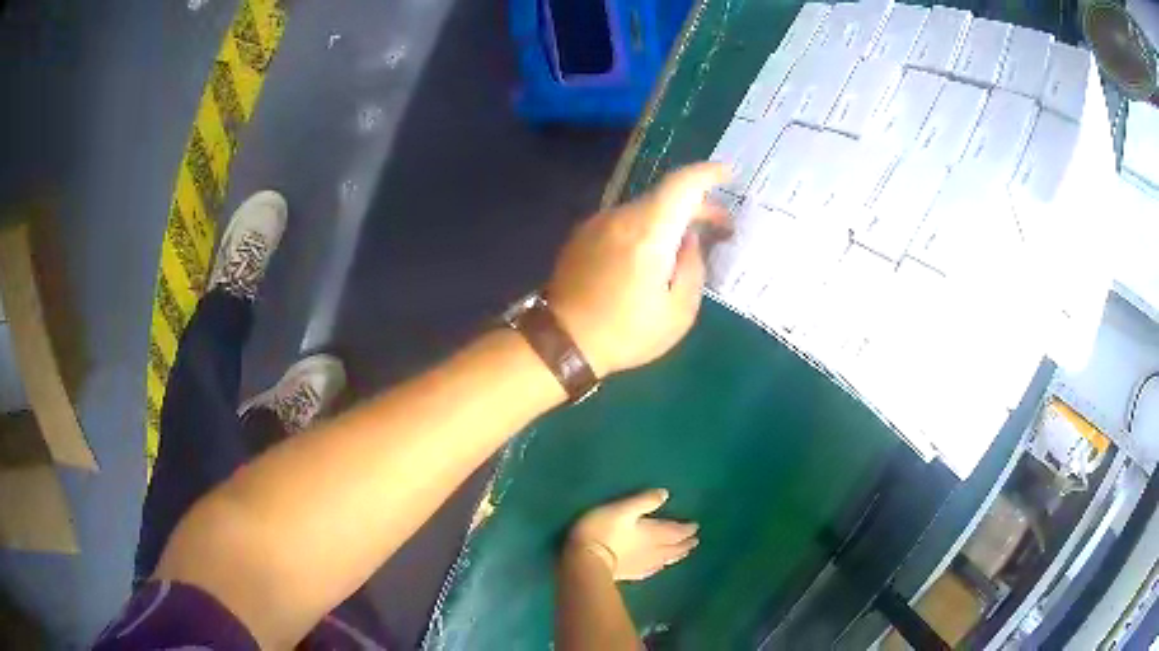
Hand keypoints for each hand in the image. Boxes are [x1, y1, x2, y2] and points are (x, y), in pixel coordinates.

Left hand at [547, 164, 730, 376]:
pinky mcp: (583, 234)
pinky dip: (647, 227)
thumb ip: (692, 268)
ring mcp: (597, 223)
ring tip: (688, 243)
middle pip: (664, 195)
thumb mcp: (678, 312)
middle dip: (697, 204)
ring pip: (644, 208)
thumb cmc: (625, 333)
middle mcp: (620, 217)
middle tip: (721, 225)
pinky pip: (624, 221)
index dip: (708, 173)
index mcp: (647, 233)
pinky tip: (653, 252)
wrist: (561, 342)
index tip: (729, 173)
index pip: (681, 184)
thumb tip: (690, 241)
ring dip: (671, 218)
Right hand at [567, 489, 698, 581]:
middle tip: (694, 541)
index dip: (686, 529)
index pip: (676, 531)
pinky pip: (652, 570)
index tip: (696, 526)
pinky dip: (660, 567)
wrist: (585, 561)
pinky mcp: (630, 574)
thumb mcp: (623, 509)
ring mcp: (642, 564)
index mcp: (653, 534)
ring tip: (684, 553)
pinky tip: (659, 567)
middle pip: (674, 547)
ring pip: (665, 560)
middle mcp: (653, 551)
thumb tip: (666, 493)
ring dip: (676, 555)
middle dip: (685, 543)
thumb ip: (644, 501)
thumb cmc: (603, 531)